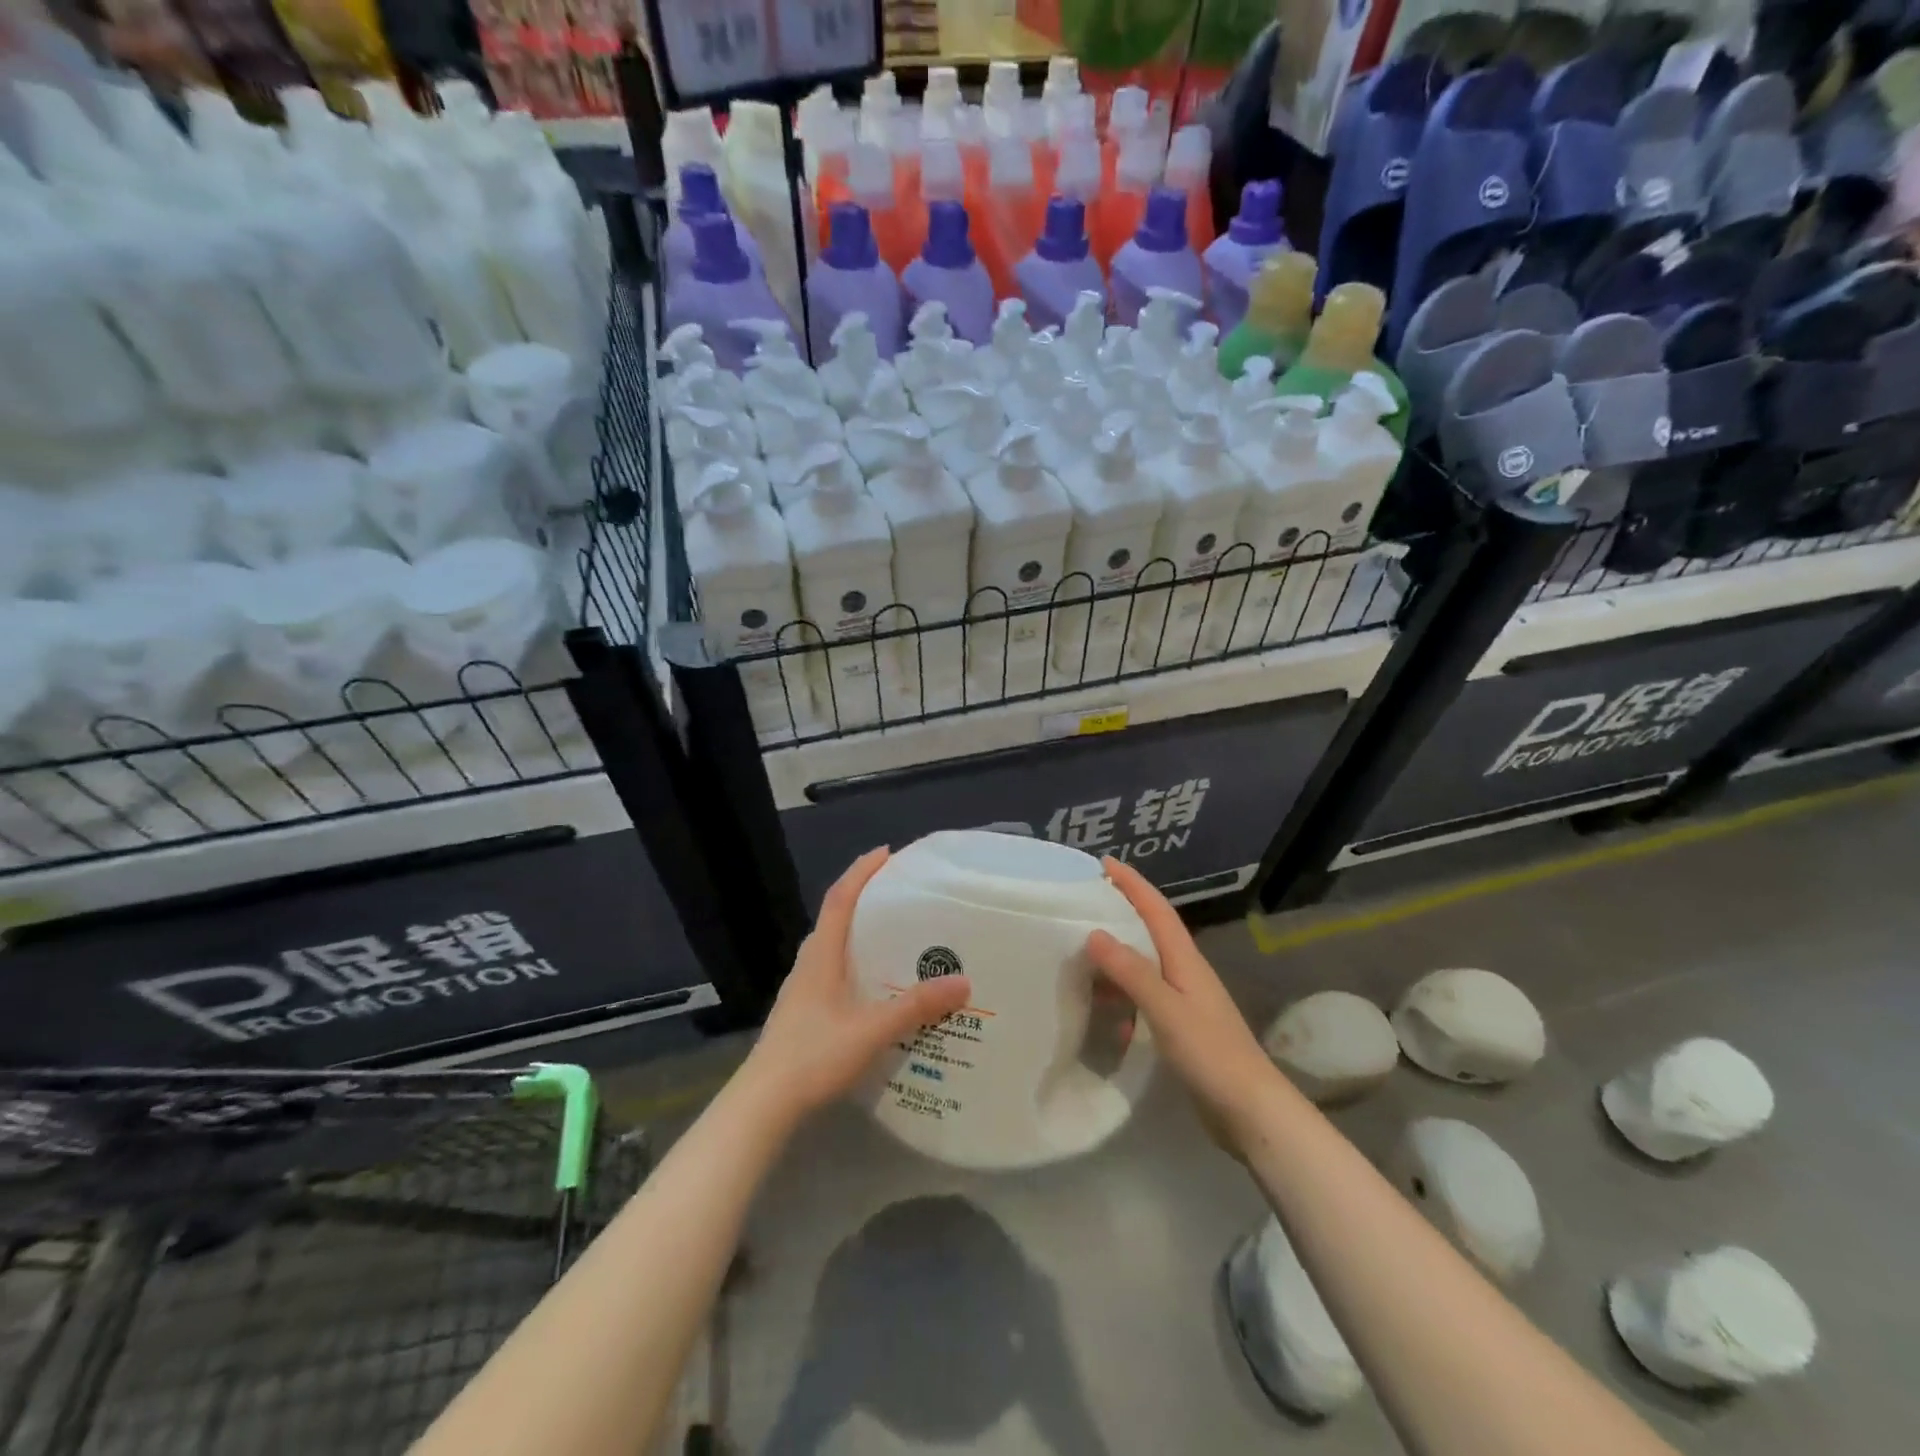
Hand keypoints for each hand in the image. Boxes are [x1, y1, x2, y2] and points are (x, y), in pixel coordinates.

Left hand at [741, 847, 972, 1122]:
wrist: (763, 1104)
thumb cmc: (813, 1055)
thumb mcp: (871, 1029)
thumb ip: (915, 1007)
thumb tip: (962, 982)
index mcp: (821, 955)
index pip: (839, 898)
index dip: (861, 872)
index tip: (886, 853)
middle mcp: (809, 964)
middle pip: (836, 918)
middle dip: (865, 900)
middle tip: (901, 897)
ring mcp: (802, 990)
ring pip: (834, 948)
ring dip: (860, 934)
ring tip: (895, 939)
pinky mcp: (803, 1013)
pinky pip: (834, 973)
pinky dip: (856, 965)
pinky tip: (876, 989)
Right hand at [1085, 858, 1278, 1153]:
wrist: (1251, 1112)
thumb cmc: (1211, 1054)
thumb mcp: (1166, 1010)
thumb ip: (1131, 972)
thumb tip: (1095, 933)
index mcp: (1185, 959)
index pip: (1155, 909)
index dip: (1132, 883)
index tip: (1104, 863)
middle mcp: (1184, 972)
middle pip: (1149, 930)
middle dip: (1120, 911)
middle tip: (1082, 903)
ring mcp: (1184, 1000)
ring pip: (1143, 964)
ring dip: (1116, 955)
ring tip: (1081, 953)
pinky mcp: (1180, 1026)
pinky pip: (1143, 995)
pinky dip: (1121, 993)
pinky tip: (1102, 1008)